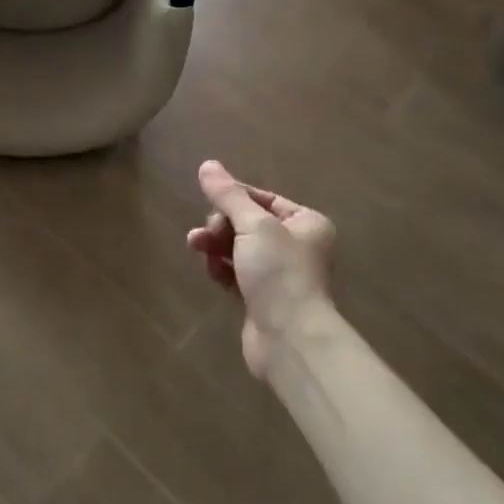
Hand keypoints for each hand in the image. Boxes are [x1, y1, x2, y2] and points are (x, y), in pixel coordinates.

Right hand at [186, 160, 334, 377]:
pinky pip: (236, 273)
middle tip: (205, 234)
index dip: (233, 198)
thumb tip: (207, 165)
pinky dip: (222, 269)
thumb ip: (228, 195)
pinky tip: (211, 271)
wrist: (289, 339)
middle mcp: (296, 245)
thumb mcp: (254, 225)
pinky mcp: (261, 299)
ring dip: (216, 245)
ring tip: (197, 248)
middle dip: (221, 225)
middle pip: (247, 223)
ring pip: (238, 248)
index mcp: (306, 223)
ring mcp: (279, 274)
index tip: (209, 202)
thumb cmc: (279, 273)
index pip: (262, 198)